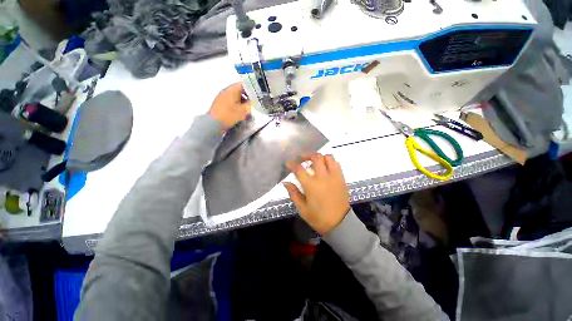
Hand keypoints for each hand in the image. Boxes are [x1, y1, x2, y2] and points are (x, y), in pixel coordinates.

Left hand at [209, 83, 250, 129]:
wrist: (213, 124)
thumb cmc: (229, 115)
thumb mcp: (243, 111)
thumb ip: (249, 105)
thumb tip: (251, 102)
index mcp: (231, 90)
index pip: (243, 85)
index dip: (251, 90)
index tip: (256, 96)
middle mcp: (225, 91)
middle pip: (238, 91)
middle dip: (246, 97)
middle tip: (252, 104)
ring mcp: (221, 98)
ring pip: (235, 97)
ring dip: (241, 102)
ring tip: (247, 110)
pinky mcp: (219, 105)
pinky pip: (230, 102)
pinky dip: (236, 106)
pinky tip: (239, 113)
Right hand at [284, 153, 349, 234]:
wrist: (340, 224)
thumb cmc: (319, 218)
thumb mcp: (302, 209)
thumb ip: (293, 193)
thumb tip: (285, 182)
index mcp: (311, 185)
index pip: (299, 169)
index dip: (292, 164)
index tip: (288, 163)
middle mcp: (323, 177)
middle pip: (316, 157)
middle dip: (307, 155)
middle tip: (302, 159)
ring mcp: (334, 176)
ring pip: (328, 157)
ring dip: (319, 157)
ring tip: (314, 162)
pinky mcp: (341, 178)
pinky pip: (336, 164)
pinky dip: (329, 162)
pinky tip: (325, 167)